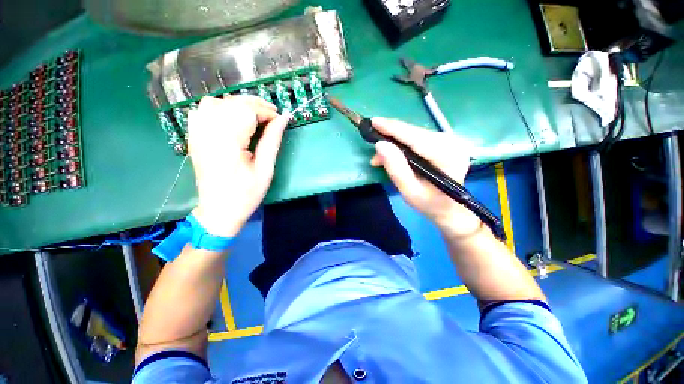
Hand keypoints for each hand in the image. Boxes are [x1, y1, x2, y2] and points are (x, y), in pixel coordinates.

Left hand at [187, 95, 289, 236]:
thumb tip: (284, 118)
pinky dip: (219, 108)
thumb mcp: (266, 169)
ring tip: (254, 117)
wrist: (219, 210)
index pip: (248, 110)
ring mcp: (197, 132)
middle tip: (273, 117)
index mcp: (228, 142)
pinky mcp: (194, 136)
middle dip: (256, 105)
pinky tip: (231, 118)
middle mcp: (209, 131)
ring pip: (217, 101)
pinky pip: (203, 110)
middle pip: (233, 102)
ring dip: (239, 105)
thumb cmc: (246, 193)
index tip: (281, 120)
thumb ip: (273, 140)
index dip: (267, 112)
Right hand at [370, 118, 481, 236]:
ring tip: (380, 158)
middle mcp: (452, 144)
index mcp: (447, 157)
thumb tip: (380, 145)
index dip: (393, 129)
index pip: (415, 138)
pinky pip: (418, 138)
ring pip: (415, 134)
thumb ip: (396, 169)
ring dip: (395, 142)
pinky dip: (403, 144)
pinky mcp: (445, 142)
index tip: (373, 122)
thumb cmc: (430, 204)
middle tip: (373, 148)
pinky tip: (393, 154)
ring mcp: (450, 141)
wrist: (451, 209)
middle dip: (391, 138)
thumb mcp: (409, 192)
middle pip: (414, 133)